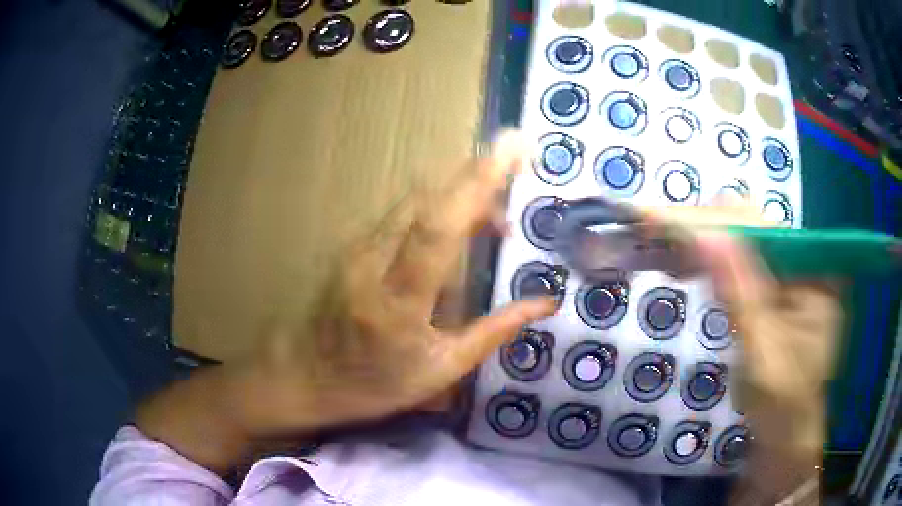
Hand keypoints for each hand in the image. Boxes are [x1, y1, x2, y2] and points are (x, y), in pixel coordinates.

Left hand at [235, 132, 555, 434]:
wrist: (304, 376)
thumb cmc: (374, 384)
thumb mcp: (441, 371)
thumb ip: (494, 333)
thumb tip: (544, 304)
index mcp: (399, 300)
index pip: (439, 226)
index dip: (478, 183)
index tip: (513, 150)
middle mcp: (373, 260)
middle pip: (427, 198)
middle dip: (477, 175)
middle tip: (517, 170)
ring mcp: (357, 247)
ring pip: (415, 200)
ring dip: (460, 194)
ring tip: (495, 219)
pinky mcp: (352, 244)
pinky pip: (402, 213)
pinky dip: (438, 209)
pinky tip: (458, 229)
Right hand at [644, 203, 840, 502]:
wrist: (786, 436)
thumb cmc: (781, 407)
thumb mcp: (763, 356)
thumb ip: (740, 297)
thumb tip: (706, 237)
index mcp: (817, 273)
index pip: (762, 230)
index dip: (711, 223)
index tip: (658, 217)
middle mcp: (806, 262)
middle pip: (751, 227)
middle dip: (702, 226)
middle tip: (649, 225)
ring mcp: (791, 274)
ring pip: (742, 239)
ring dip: (701, 239)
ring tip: (659, 239)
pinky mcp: (774, 288)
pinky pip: (740, 261)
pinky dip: (708, 259)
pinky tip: (684, 261)